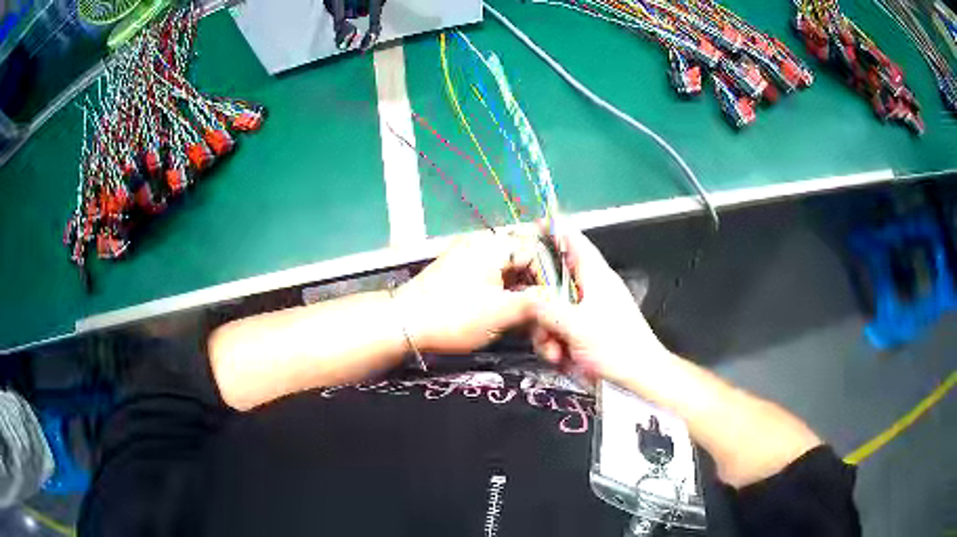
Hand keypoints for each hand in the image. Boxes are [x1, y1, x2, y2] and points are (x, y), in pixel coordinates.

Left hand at [394, 231, 546, 353]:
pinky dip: (503, 291)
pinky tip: (508, 312)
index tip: (554, 304)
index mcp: (493, 245)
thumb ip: (534, 304)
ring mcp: (468, 257)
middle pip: (521, 258)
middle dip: (535, 284)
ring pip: (507, 268)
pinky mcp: (458, 272)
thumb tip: (554, 301)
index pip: (535, 252)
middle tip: (543, 310)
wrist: (403, 324)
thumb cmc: (454, 316)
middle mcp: (481, 244)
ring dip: (520, 290)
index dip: (548, 278)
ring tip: (528, 315)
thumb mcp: (501, 313)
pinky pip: (491, 275)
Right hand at [531, 226, 671, 386]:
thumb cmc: (616, 347)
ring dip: (546, 330)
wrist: (640, 376)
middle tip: (535, 323)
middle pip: (553, 280)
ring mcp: (588, 309)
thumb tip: (526, 298)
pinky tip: (560, 358)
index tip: (530, 227)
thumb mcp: (577, 326)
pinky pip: (560, 327)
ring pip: (553, 308)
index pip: (573, 240)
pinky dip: (556, 341)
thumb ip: (547, 309)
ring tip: (554, 352)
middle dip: (539, 303)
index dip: (552, 230)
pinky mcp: (587, 329)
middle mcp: (591, 288)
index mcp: (595, 275)